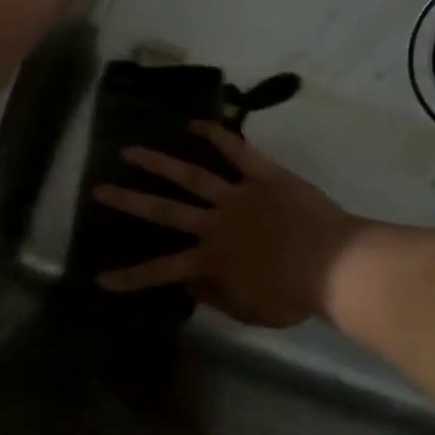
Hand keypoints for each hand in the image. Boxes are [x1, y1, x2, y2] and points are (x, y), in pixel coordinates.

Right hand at [93, 124, 363, 327]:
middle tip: (99, 189)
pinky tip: (196, 123)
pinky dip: (218, 136)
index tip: (100, 278)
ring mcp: (238, 195)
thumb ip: (215, 296)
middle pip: (165, 210)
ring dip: (159, 163)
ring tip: (131, 150)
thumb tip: (189, 283)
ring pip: (191, 176)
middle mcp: (215, 223)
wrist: (335, 264)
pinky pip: (239, 151)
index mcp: (211, 260)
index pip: (161, 271)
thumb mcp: (249, 310)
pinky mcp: (264, 176)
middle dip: (129, 201)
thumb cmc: (293, 295)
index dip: (130, 277)